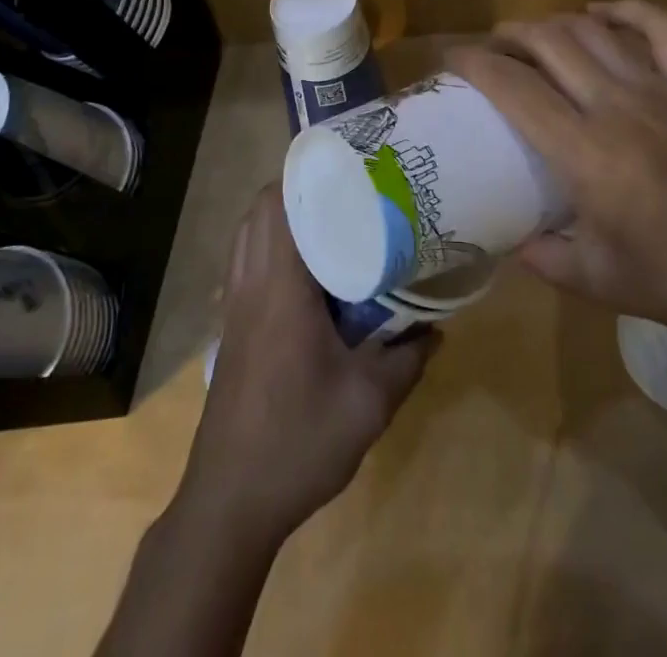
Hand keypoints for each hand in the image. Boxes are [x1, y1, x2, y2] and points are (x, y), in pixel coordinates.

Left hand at [181, 185, 433, 546]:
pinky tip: (307, 272)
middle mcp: (250, 284)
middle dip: (297, 188)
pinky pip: (245, 261)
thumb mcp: (369, 404)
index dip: (306, 175)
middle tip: (345, 189)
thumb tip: (437, 328)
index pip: (279, 205)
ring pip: (248, 234)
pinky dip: (269, 246)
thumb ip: (407, 358)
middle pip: (259, 210)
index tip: (346, 164)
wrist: (229, 502)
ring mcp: (234, 305)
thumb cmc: (298, 442)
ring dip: (280, 216)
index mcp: (280, 288)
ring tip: (328, 219)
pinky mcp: (231, 327)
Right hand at [447, 0, 666, 343]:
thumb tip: (514, 244)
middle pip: (550, 43)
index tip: (451, 56)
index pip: (515, 89)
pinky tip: (602, 11)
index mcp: (586, 152)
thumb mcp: (602, 281)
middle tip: (491, 47)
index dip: (476, 63)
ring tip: (534, 34)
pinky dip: (628, 10)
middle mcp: (616, 105)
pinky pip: (661, 29)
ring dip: (556, 23)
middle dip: (511, 35)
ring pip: (594, 31)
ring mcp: (661, 89)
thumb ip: (547, 259)